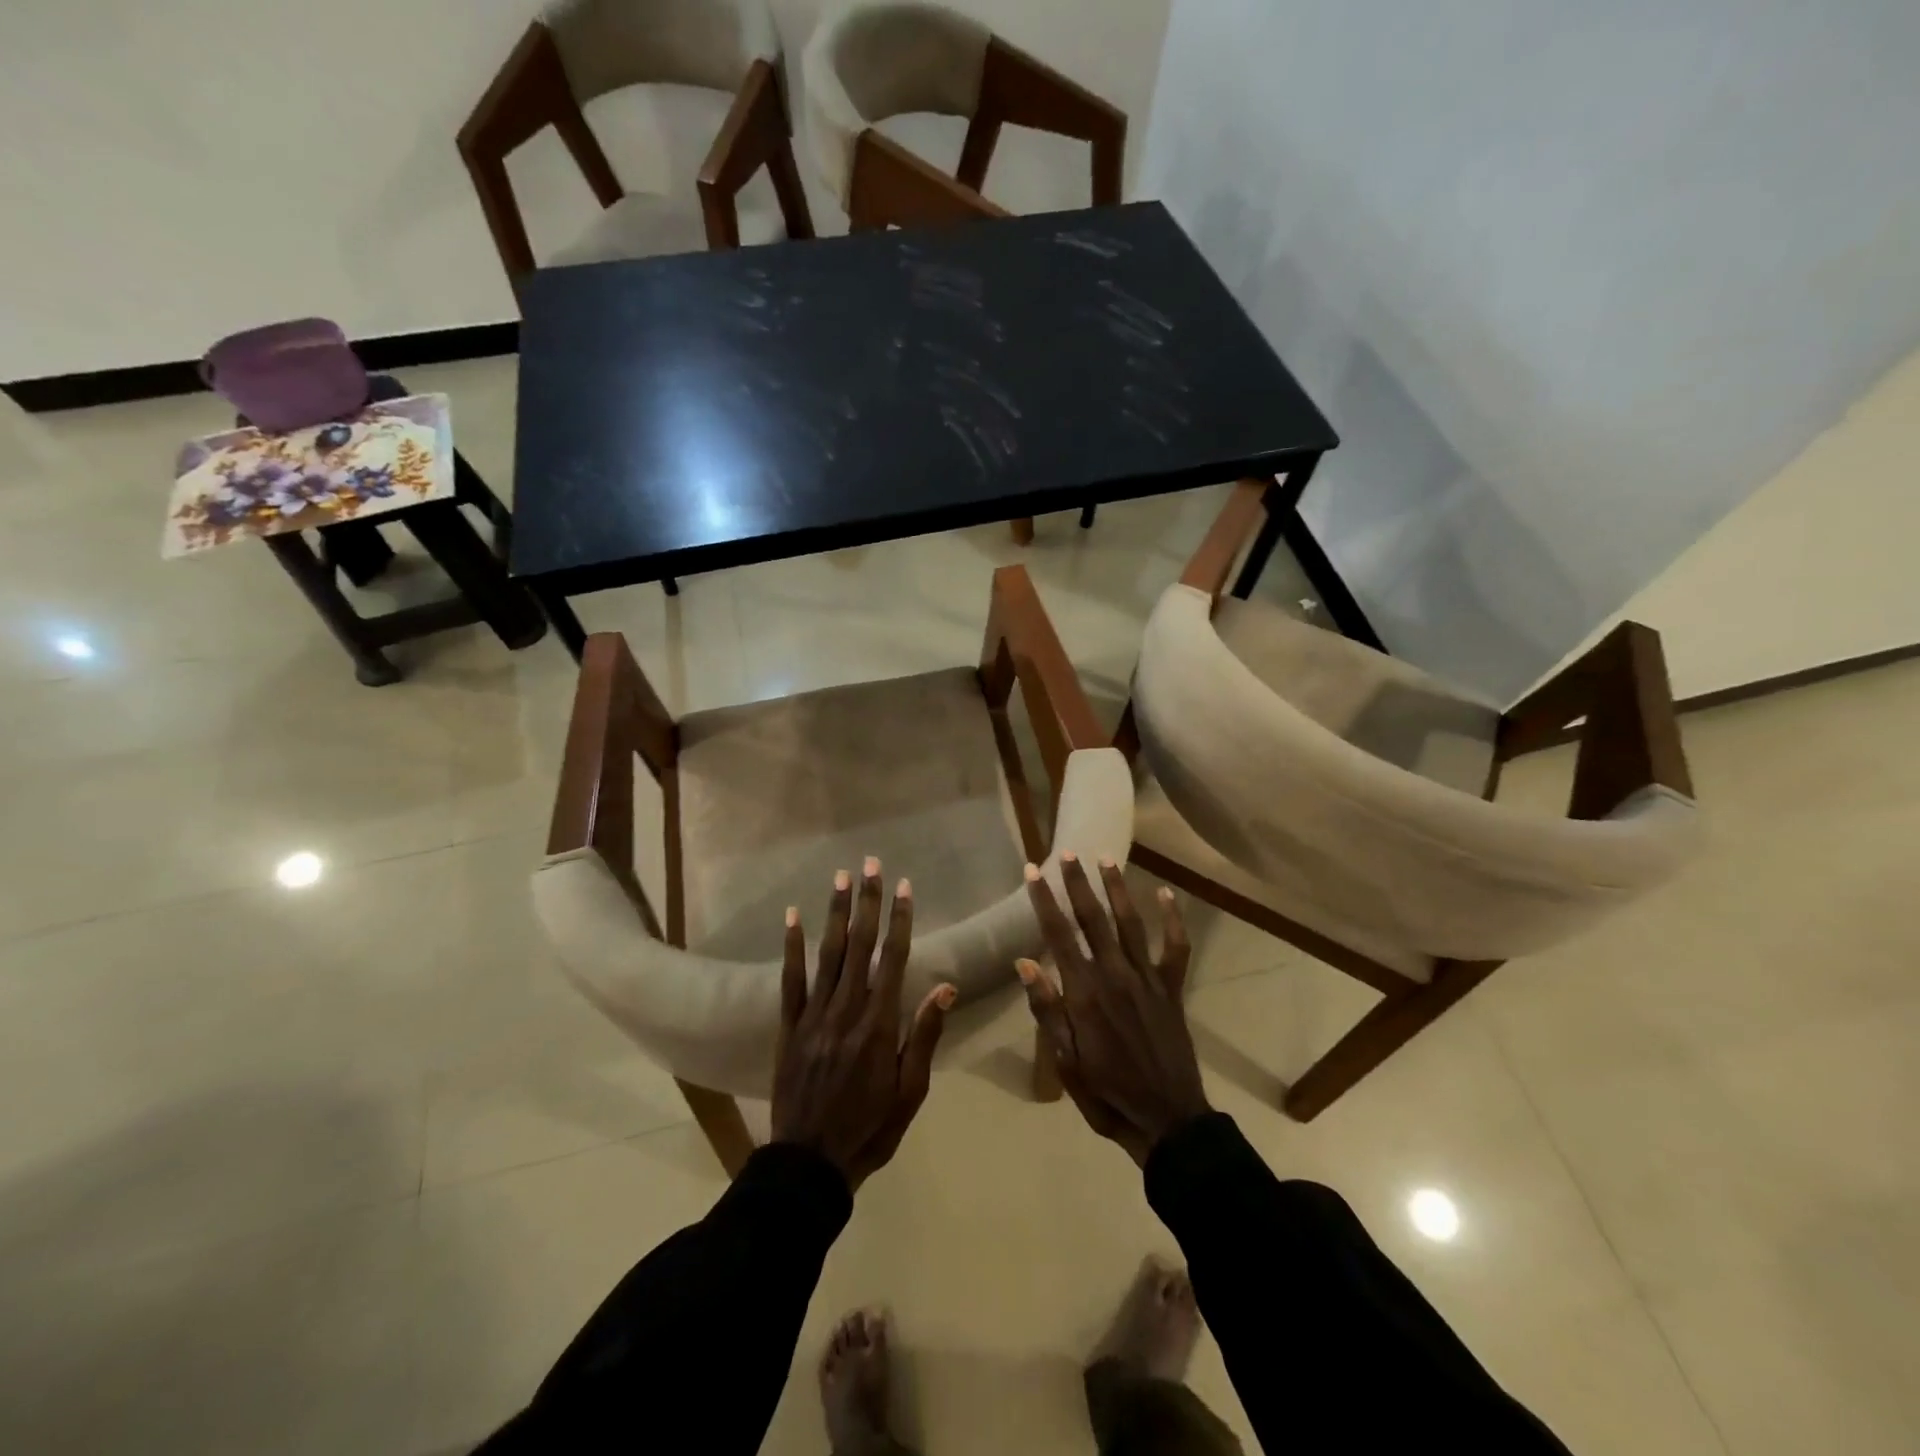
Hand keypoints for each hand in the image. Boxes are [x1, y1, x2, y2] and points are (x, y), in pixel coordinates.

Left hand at [772, 858, 954, 1189]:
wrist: (809, 1164)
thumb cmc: (870, 1128)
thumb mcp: (911, 1091)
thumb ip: (925, 1034)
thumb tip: (945, 986)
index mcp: (880, 1025)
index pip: (893, 960)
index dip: (900, 920)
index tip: (904, 887)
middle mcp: (846, 1010)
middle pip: (860, 946)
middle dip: (867, 902)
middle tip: (871, 864)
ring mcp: (813, 1016)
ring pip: (827, 954)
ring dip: (835, 913)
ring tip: (841, 877)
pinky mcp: (788, 1026)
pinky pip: (790, 980)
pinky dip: (792, 946)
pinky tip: (793, 916)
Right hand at [1017, 854, 1208, 1165]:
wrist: (1167, 1120)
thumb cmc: (1107, 1094)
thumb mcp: (1065, 1061)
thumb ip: (1046, 1009)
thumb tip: (1024, 962)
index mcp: (1084, 993)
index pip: (1058, 936)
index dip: (1044, 901)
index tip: (1032, 871)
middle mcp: (1115, 975)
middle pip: (1093, 920)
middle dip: (1078, 884)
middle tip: (1067, 853)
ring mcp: (1147, 979)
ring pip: (1130, 923)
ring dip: (1117, 889)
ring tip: (1106, 859)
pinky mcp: (1171, 989)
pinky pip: (1175, 948)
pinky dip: (1173, 920)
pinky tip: (1167, 895)